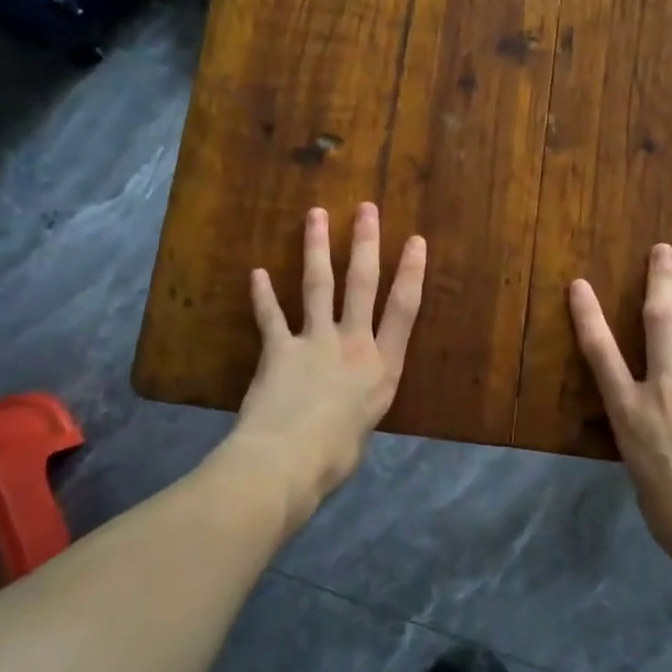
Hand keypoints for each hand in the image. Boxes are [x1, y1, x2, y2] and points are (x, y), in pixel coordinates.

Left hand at [236, 203, 426, 513]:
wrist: (287, 462)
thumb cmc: (335, 456)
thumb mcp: (364, 427)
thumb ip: (359, 403)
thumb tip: (346, 401)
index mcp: (382, 366)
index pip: (404, 309)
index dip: (412, 272)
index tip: (416, 241)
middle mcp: (352, 344)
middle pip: (362, 284)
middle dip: (365, 243)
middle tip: (366, 209)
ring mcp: (314, 342)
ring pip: (318, 285)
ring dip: (316, 248)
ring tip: (315, 215)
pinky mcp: (278, 349)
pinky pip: (270, 316)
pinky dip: (262, 295)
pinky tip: (256, 273)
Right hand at [568, 244, 671, 602]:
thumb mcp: (641, 476)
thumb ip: (643, 442)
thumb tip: (653, 433)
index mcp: (631, 411)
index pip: (600, 353)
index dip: (587, 315)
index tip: (580, 283)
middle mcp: (666, 389)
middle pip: (659, 322)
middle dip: (659, 281)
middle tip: (662, 249)